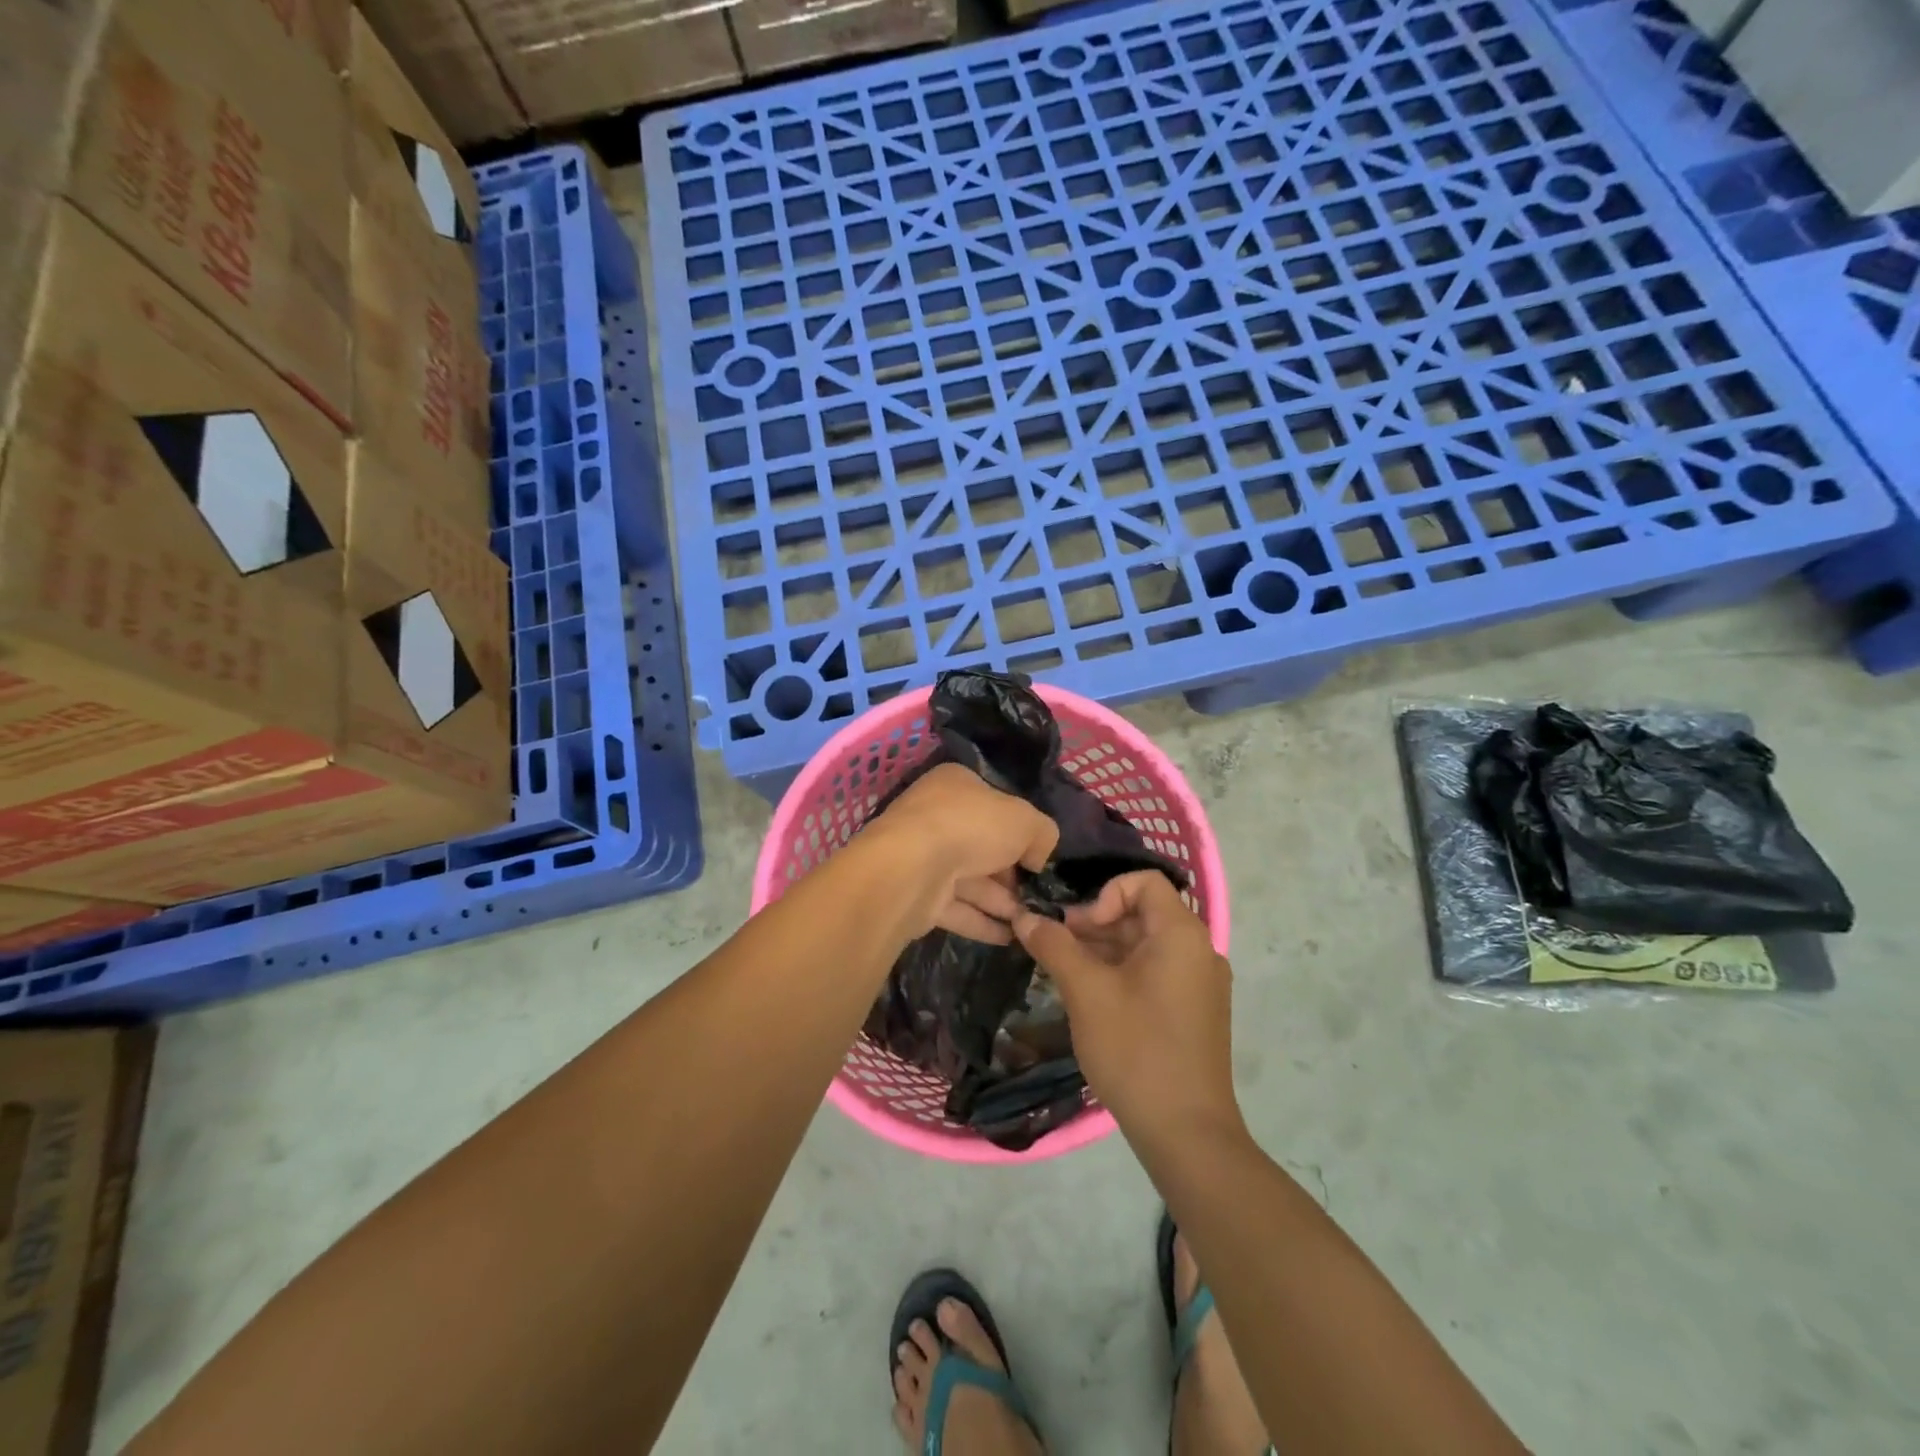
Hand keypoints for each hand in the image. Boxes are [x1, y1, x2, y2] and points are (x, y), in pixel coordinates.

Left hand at [868, 763, 1058, 942]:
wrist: (912, 868)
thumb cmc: (971, 827)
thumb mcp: (1026, 820)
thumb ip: (1042, 833)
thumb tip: (1037, 858)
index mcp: (956, 785)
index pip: (994, 804)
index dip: (1019, 829)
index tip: (1038, 856)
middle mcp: (936, 816)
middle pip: (982, 845)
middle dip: (1011, 874)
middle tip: (1038, 896)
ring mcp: (922, 856)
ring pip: (969, 880)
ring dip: (1001, 902)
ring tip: (1031, 923)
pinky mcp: (916, 894)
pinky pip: (956, 908)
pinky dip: (981, 922)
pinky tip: (1010, 938)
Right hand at [1013, 871, 1241, 1145]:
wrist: (1187, 1133)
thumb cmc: (1136, 1050)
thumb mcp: (1086, 992)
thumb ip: (1054, 946)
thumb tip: (1024, 916)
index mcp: (1181, 934)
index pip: (1143, 882)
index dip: (1104, 894)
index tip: (1078, 929)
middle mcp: (1199, 951)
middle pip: (1142, 913)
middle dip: (1096, 924)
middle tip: (1057, 949)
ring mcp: (1201, 984)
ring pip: (1146, 946)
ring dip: (1105, 950)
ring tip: (1066, 974)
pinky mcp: (1196, 1012)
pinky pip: (1156, 973)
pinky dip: (1123, 973)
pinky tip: (1092, 999)